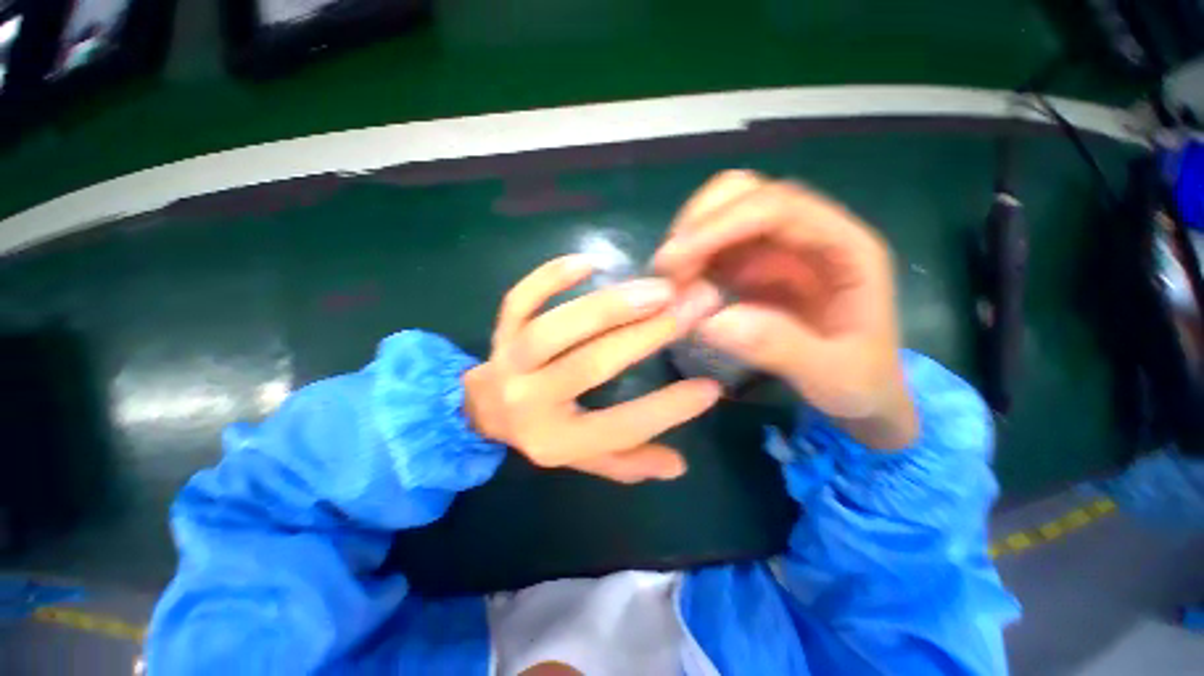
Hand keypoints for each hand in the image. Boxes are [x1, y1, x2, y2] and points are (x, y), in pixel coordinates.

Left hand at [464, 255, 724, 482]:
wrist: (483, 408)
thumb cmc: (543, 431)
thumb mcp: (585, 457)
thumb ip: (628, 462)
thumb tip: (679, 466)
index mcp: (556, 440)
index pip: (620, 428)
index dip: (668, 409)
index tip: (711, 386)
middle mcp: (530, 402)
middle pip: (590, 365)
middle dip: (647, 334)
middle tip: (692, 306)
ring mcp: (510, 360)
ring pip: (556, 329)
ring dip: (610, 306)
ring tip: (657, 289)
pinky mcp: (501, 329)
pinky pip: (520, 299)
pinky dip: (550, 277)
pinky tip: (589, 262)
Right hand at [652, 171, 917, 449]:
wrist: (862, 390)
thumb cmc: (859, 382)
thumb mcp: (831, 376)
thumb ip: (779, 348)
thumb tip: (709, 322)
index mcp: (844, 247)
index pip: (778, 207)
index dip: (720, 224)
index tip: (672, 260)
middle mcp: (809, 232)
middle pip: (745, 193)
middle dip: (698, 224)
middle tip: (665, 271)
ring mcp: (779, 246)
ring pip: (723, 214)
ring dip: (688, 240)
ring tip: (667, 283)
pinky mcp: (755, 265)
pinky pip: (715, 246)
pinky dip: (690, 260)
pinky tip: (678, 288)